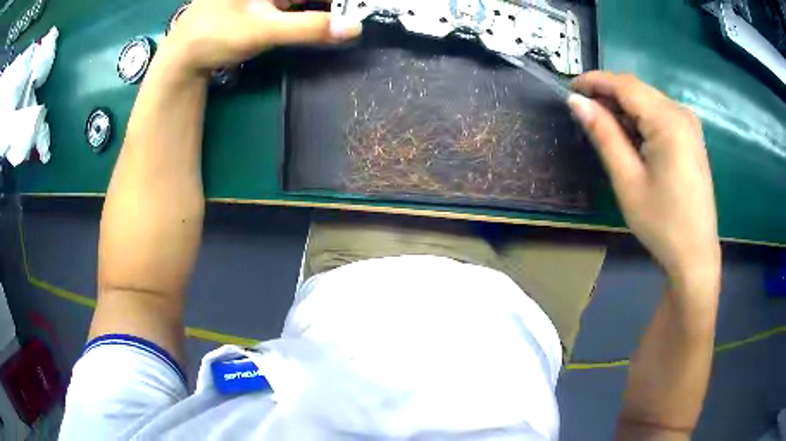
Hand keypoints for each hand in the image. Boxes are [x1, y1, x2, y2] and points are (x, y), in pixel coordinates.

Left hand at [163, 0, 360, 74]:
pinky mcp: (268, 2)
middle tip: (357, 14)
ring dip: (328, 6)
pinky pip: (299, 3)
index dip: (338, 1)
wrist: (184, 57)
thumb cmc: (214, 35)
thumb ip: (308, 27)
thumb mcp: (262, 29)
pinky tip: (329, 20)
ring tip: (349, 17)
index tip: (358, 9)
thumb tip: (355, 28)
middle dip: (335, 4)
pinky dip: (315, 10)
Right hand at [568, 72, 719, 294]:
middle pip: (637, 89)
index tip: (569, 88)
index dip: (594, 81)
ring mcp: (689, 124)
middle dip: (607, 93)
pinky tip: (630, 137)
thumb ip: (603, 134)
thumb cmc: (662, 223)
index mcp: (668, 121)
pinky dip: (640, 118)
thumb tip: (576, 101)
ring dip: (623, 107)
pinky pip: (660, 113)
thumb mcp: (628, 180)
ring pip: (647, 100)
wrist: (695, 255)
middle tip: (582, 111)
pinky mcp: (691, 136)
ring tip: (603, 126)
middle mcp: (681, 113)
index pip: (624, 84)